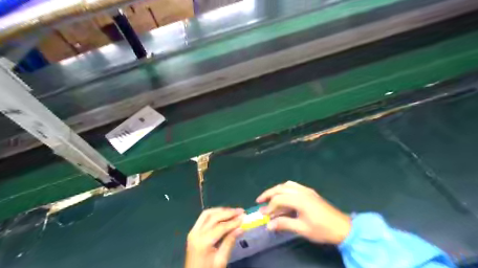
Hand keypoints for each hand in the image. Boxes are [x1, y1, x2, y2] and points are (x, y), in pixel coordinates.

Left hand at [184, 208, 243, 267]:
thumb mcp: (221, 261)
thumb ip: (229, 242)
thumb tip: (241, 228)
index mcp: (203, 242)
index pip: (220, 226)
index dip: (233, 221)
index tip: (244, 217)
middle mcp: (196, 233)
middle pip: (213, 216)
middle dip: (228, 212)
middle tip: (240, 211)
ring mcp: (193, 231)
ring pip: (207, 214)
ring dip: (220, 211)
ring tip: (233, 211)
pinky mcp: (193, 232)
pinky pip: (203, 218)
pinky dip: (214, 214)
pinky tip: (223, 215)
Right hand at [258, 180, 350, 244]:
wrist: (343, 227)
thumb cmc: (322, 229)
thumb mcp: (302, 229)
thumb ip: (284, 224)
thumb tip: (268, 225)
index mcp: (299, 200)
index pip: (279, 199)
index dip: (269, 207)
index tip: (263, 215)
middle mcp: (301, 191)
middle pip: (281, 189)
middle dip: (268, 194)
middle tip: (259, 200)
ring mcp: (306, 190)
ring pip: (287, 185)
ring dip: (276, 190)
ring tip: (269, 197)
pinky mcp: (310, 192)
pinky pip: (294, 186)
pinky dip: (285, 189)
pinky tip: (283, 195)